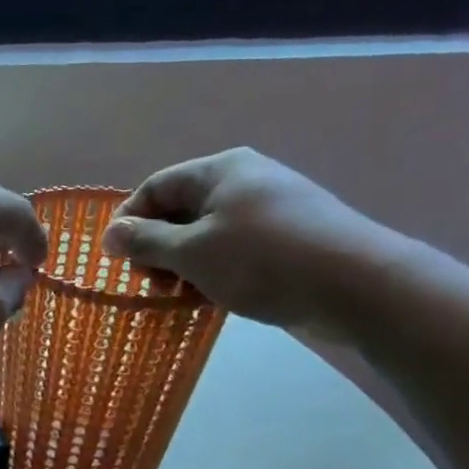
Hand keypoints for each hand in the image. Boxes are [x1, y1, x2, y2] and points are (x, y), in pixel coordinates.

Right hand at [100, 148, 399, 334]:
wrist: (358, 286)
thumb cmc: (262, 261)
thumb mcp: (191, 252)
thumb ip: (145, 242)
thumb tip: (110, 234)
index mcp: (220, 170)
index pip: (155, 187)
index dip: (129, 221)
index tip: (117, 261)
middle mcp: (244, 181)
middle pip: (180, 210)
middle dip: (157, 248)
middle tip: (152, 284)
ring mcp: (271, 210)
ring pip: (207, 234)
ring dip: (184, 265)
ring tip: (182, 297)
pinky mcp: (289, 238)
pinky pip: (235, 249)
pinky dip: (215, 271)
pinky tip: (214, 298)